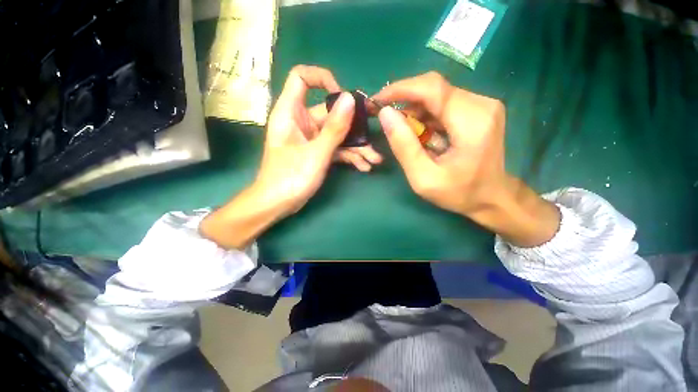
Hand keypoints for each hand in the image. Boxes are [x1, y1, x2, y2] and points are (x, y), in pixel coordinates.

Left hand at [200, 65, 366, 248]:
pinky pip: (336, 149)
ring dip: (356, 147)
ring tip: (374, 160)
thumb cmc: (290, 178)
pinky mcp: (317, 152)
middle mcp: (302, 122)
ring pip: (337, 134)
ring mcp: (311, 138)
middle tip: (375, 133)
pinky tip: (364, 167)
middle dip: (354, 126)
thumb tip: (350, 99)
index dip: (322, 79)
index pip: (301, 78)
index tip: (343, 97)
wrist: (277, 205)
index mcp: (291, 112)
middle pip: (330, 113)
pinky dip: (349, 157)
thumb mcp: (316, 153)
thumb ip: (334, 128)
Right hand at [375, 72, 559, 246]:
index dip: (400, 89)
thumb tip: (385, 114)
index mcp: (471, 122)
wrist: (492, 197)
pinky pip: (444, 104)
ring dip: (414, 111)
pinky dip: (426, 116)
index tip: (377, 101)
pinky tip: (420, 134)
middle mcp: (481, 104)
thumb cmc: (459, 193)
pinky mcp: (479, 110)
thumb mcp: (423, 178)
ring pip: (437, 95)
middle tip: (385, 118)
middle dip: (404, 101)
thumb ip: (403, 146)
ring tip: (403, 132)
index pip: (431, 88)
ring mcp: (483, 105)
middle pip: (433, 89)